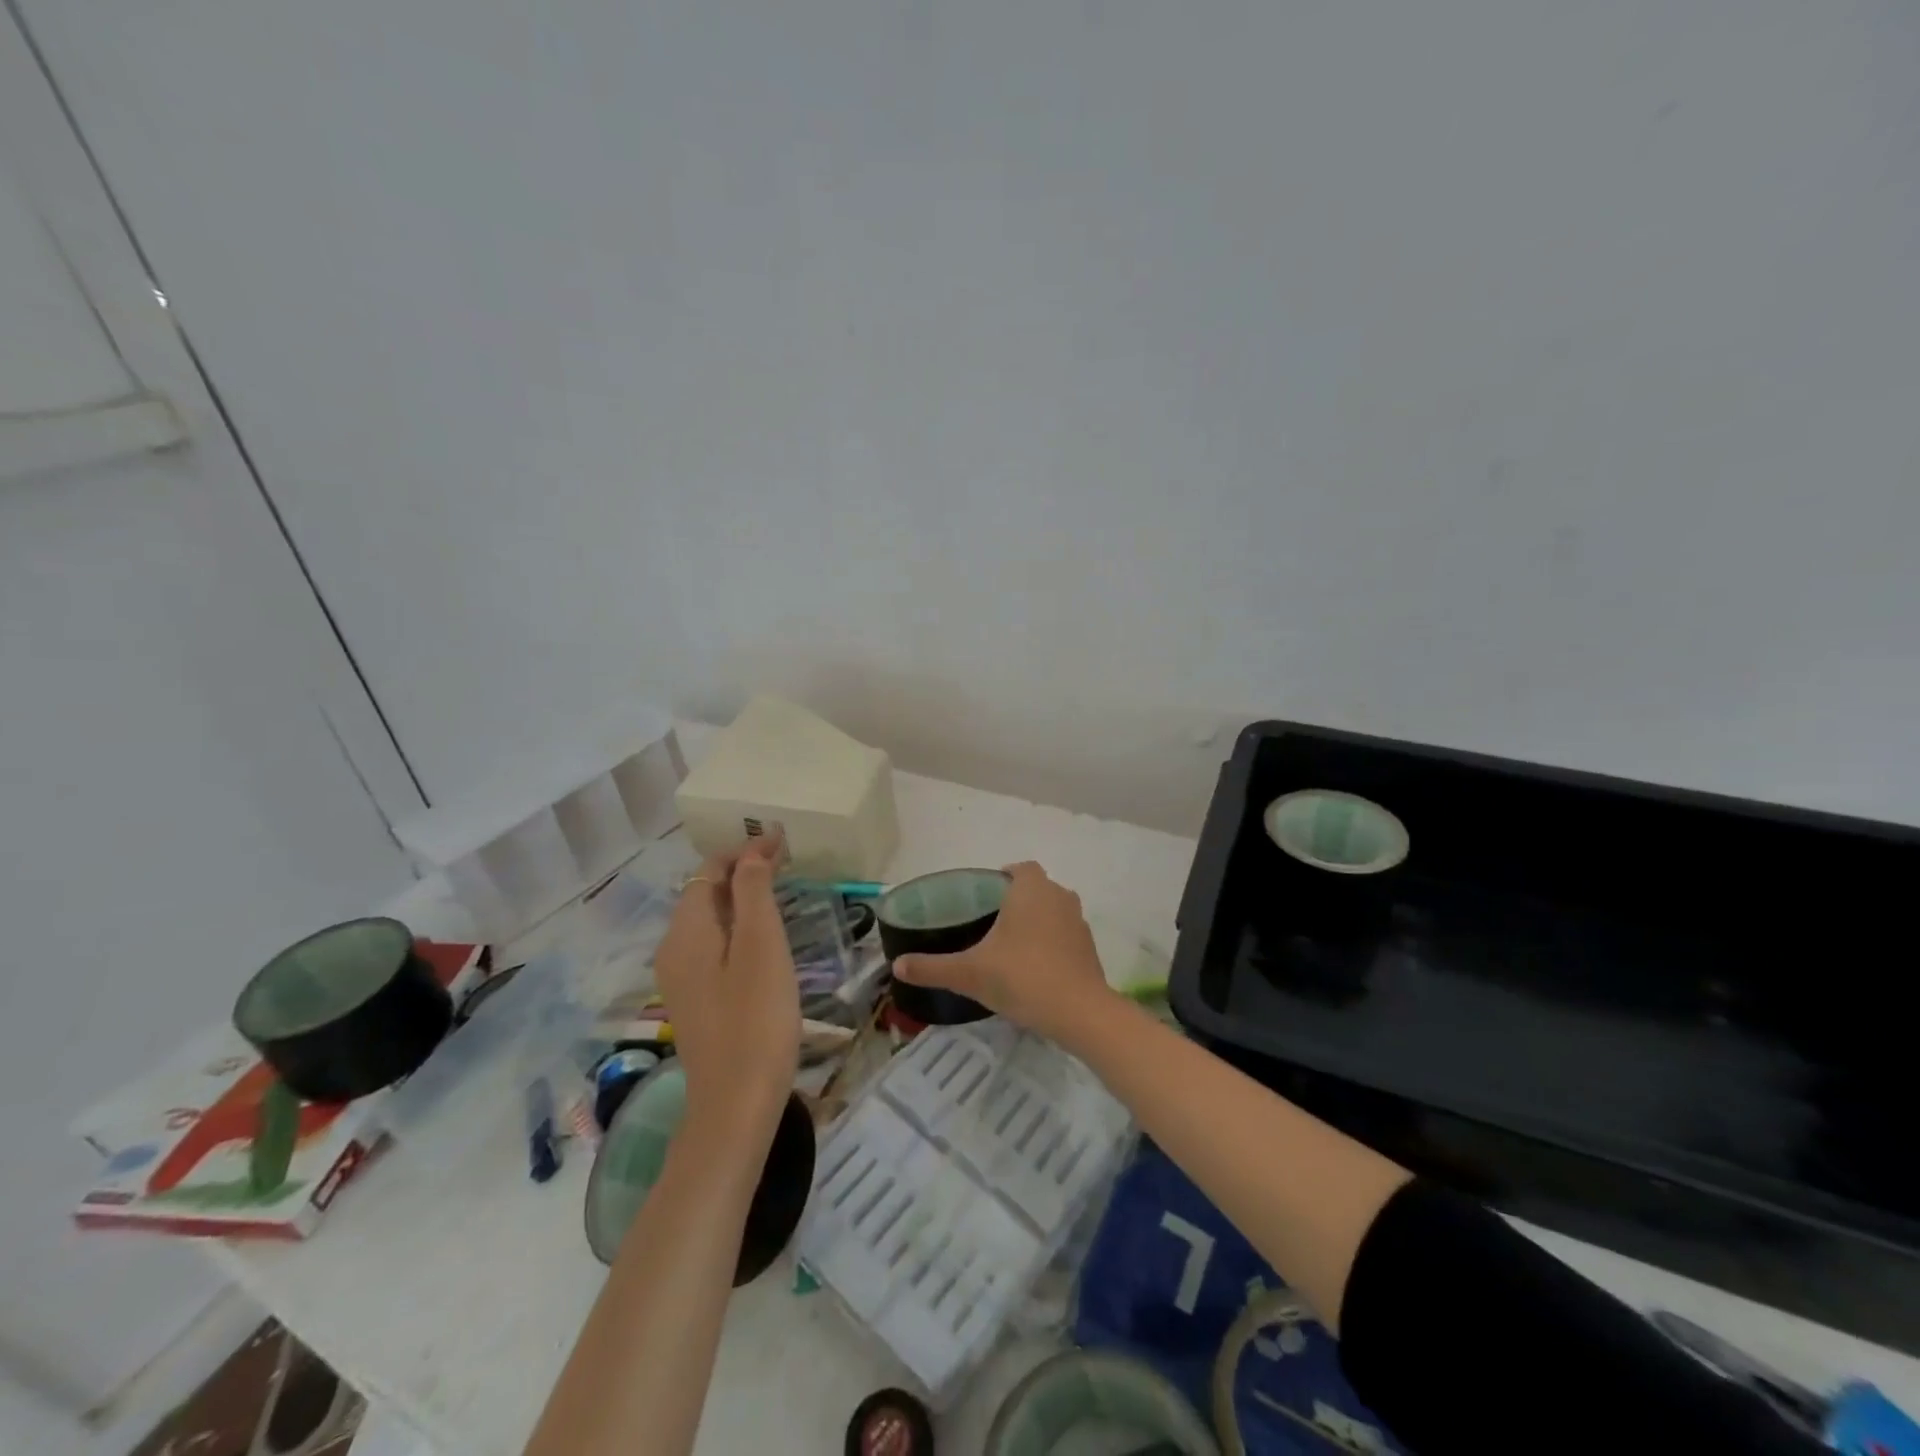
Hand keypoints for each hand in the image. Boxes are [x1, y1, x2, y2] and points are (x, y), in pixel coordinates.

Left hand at [653, 833, 798, 1144]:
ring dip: (740, 899)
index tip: (784, 842)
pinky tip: (763, 939)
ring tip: (780, 891)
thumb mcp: (761, 946)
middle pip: (704, 893)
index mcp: (685, 931)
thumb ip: (754, 891)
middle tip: (787, 862)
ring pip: (709, 920)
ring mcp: (680, 978)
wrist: (735, 1104)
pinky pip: (712, 946)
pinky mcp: (695, 1000)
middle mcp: (673, 949)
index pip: (708, 870)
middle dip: (742, 871)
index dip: (744, 850)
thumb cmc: (756, 1019)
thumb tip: (754, 847)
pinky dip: (737, 927)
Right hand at [893, 862, 1115, 1047]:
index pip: (1019, 868)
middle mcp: (1058, 896)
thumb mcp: (969, 973)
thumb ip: (932, 967)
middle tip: (990, 925)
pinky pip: (1065, 935)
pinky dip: (1051, 944)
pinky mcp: (1089, 948)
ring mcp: (1078, 921)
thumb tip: (897, 965)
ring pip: (1053, 911)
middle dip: (1017, 901)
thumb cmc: (1022, 978)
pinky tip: (1034, 969)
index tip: (984, 898)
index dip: (1003, 878)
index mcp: (1030, 889)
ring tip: (1011, 948)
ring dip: (1036, 922)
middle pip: (1037, 888)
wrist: (1079, 1012)